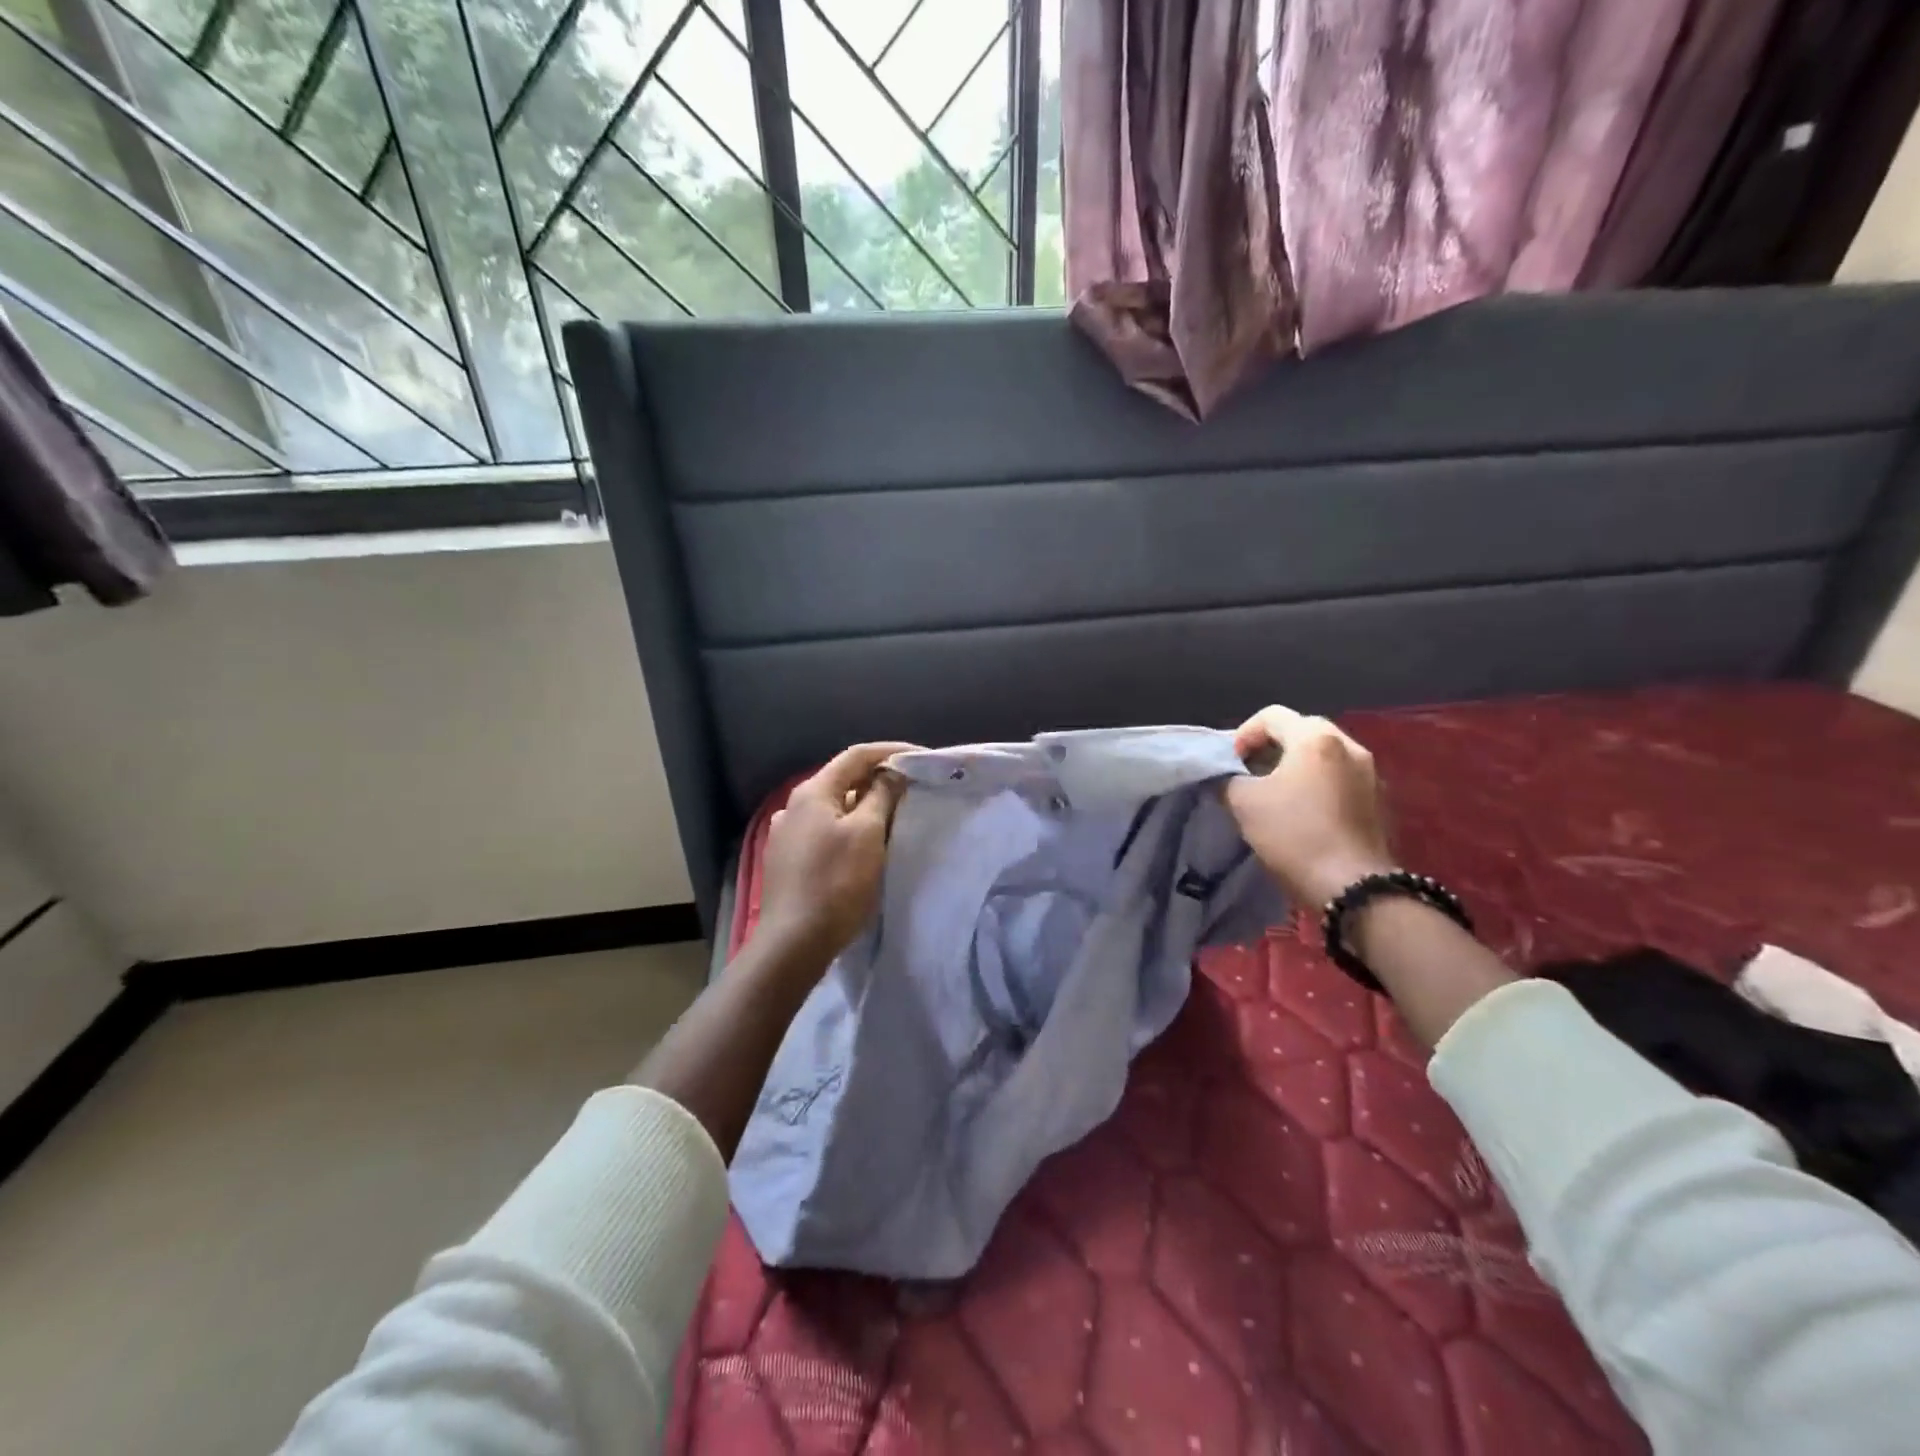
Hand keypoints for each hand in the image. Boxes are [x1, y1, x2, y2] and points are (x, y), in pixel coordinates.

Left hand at [754, 741, 917, 964]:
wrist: (794, 942)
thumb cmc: (836, 883)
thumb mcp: (867, 834)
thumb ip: (881, 796)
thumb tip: (891, 773)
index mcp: (813, 792)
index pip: (857, 756)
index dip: (892, 751)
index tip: (923, 758)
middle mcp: (793, 805)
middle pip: (843, 780)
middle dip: (879, 779)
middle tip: (913, 788)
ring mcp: (786, 833)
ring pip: (834, 807)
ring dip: (864, 805)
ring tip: (892, 815)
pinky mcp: (787, 859)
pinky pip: (824, 830)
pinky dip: (848, 828)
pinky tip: (862, 845)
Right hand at [1224, 705, 1394, 905]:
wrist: (1352, 886)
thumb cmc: (1293, 835)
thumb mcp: (1243, 804)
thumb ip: (1228, 780)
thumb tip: (1227, 777)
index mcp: (1314, 738)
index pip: (1272, 715)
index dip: (1243, 734)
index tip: (1231, 763)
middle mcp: (1348, 745)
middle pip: (1302, 729)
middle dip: (1272, 746)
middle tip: (1251, 772)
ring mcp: (1370, 772)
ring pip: (1325, 754)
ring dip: (1297, 764)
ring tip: (1277, 792)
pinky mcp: (1380, 800)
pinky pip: (1342, 776)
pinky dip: (1319, 782)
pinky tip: (1305, 811)